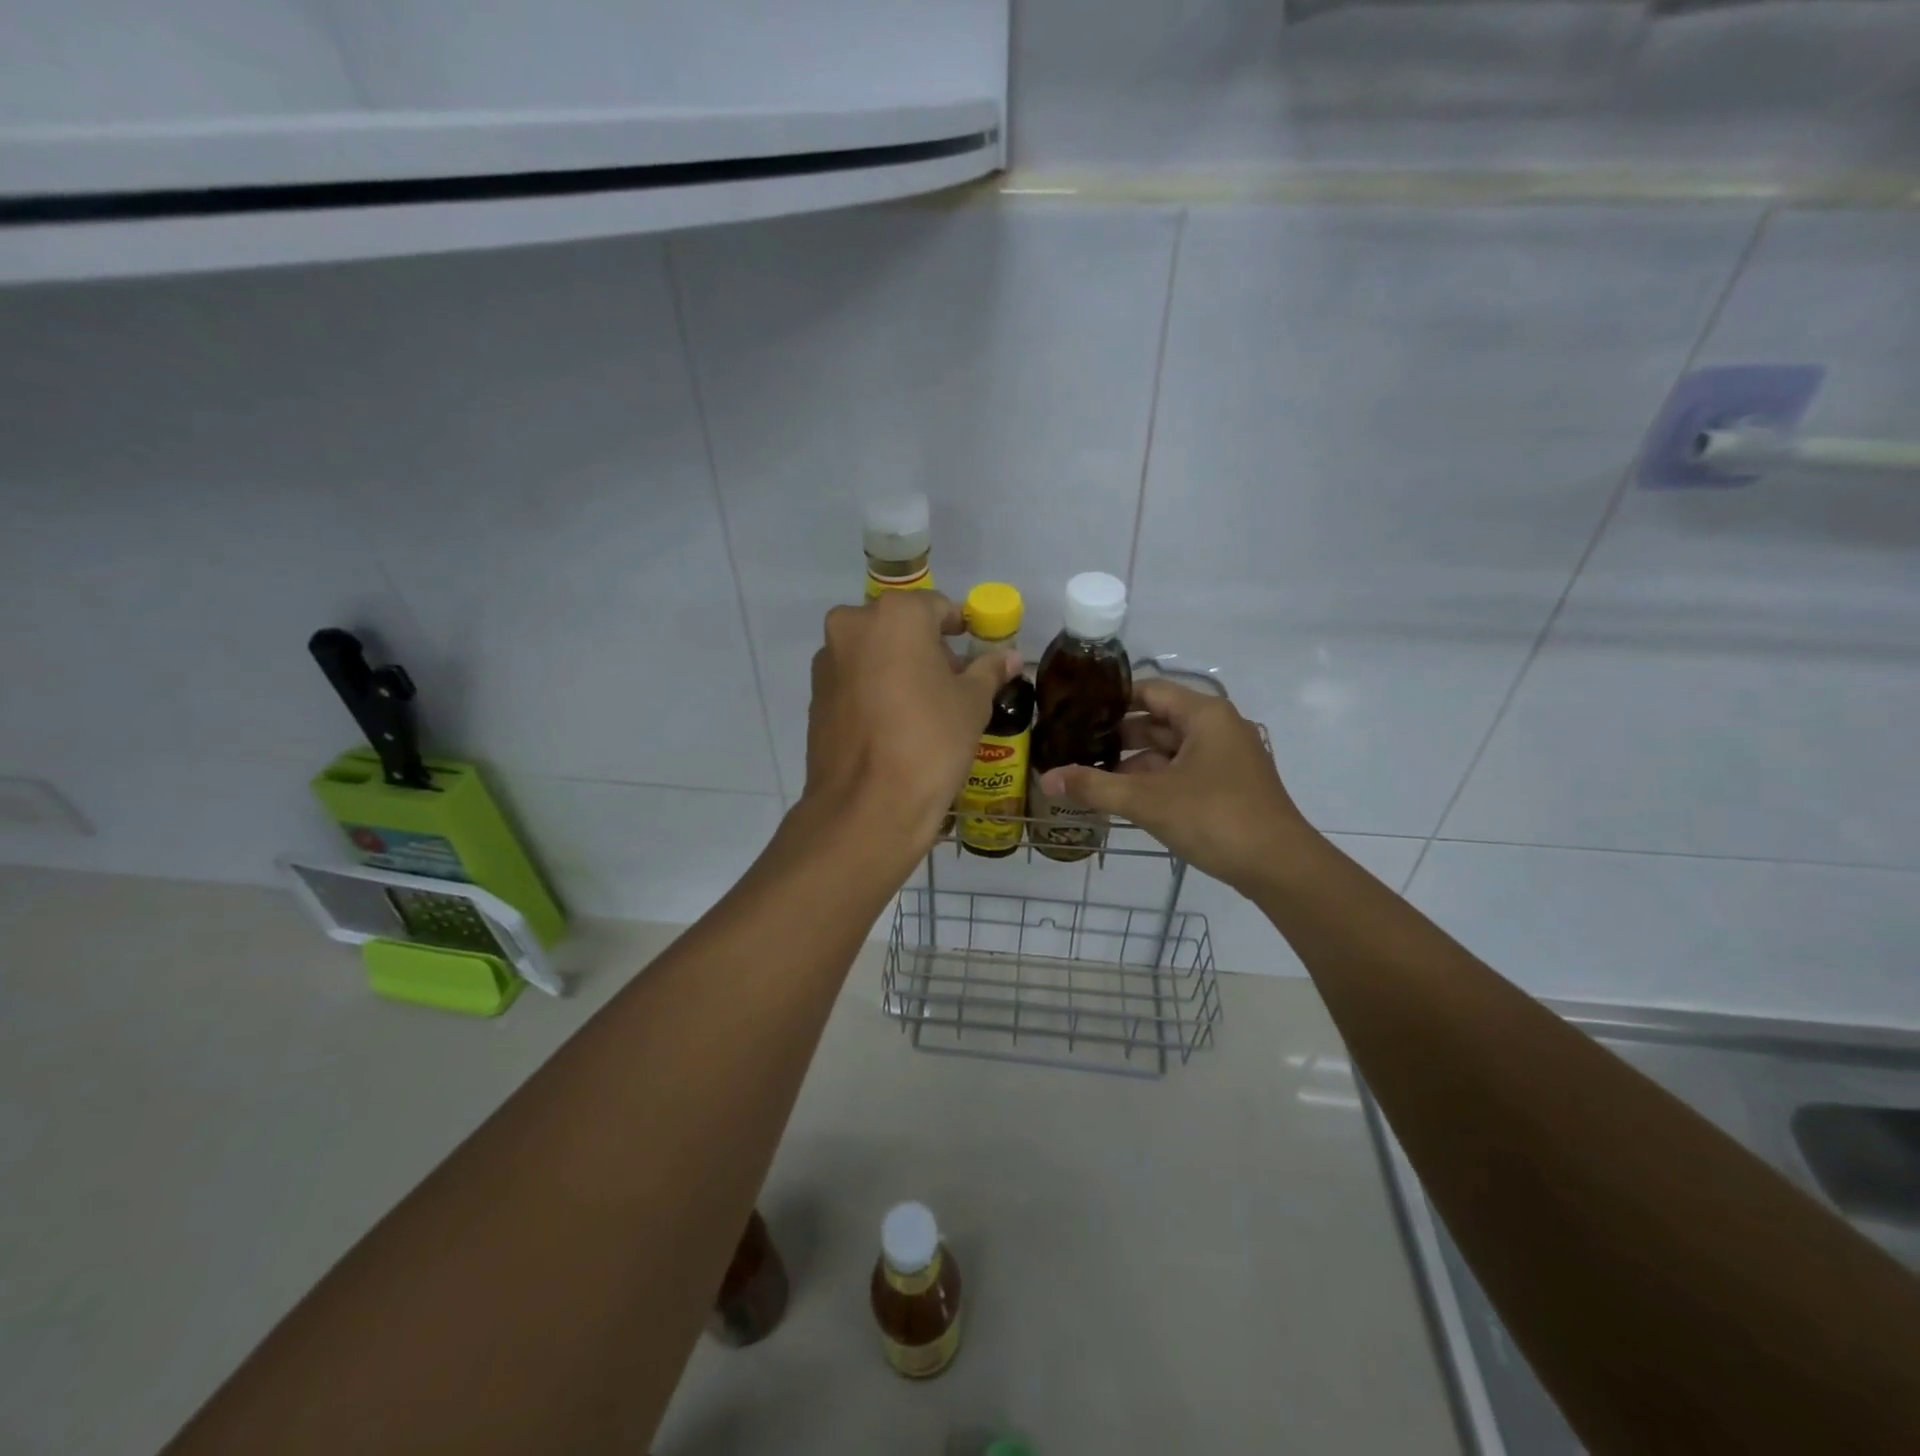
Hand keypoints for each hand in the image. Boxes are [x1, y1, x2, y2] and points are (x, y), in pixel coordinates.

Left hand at [801, 591, 1020, 852]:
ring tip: (923, 710)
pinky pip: (853, 681)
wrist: (867, 807)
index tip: (974, 654)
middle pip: (900, 627)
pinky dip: (874, 691)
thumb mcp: (972, 704)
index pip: (937, 608)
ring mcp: (828, 662)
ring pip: (873, 653)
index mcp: (895, 615)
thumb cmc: (930, 742)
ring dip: (898, 668)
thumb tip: (1009, 656)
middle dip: (926, 649)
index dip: (960, 630)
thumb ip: (989, 670)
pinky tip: (893, 726)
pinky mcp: (814, 696)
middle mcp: (853, 626)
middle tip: (951, 685)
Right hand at [1039, 680, 1316, 893]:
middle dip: (1116, 735)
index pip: (1148, 691)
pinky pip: (1181, 772)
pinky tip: (1122, 797)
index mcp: (1204, 715)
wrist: (1280, 867)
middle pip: (1157, 721)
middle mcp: (1217, 728)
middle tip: (1073, 746)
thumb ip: (1094, 786)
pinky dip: (1153, 780)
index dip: (1110, 700)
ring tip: (1088, 774)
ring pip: (1168, 750)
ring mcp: (1225, 758)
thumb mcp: (1148, 800)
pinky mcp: (1227, 786)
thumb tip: (1045, 777)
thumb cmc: (1215, 818)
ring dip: (1132, 763)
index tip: (1074, 712)